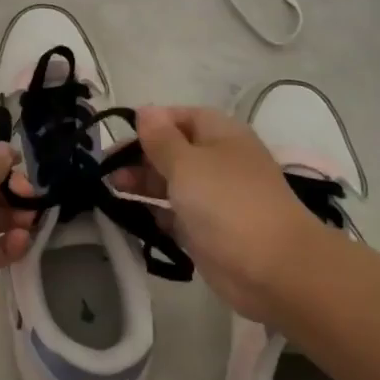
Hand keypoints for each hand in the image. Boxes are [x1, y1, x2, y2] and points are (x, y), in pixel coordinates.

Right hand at [124, 106, 327, 322]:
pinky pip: (175, 214)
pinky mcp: (208, 230)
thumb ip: (160, 139)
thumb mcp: (186, 163)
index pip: (180, 117)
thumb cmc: (227, 203)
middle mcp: (218, 161)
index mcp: (220, 135)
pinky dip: (154, 212)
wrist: (273, 269)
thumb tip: (145, 110)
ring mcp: (214, 198)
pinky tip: (128, 214)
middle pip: (172, 150)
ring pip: (171, 183)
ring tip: (110, 189)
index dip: (150, 123)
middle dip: (140, 156)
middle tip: (106, 170)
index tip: (119, 137)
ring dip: (142, 184)